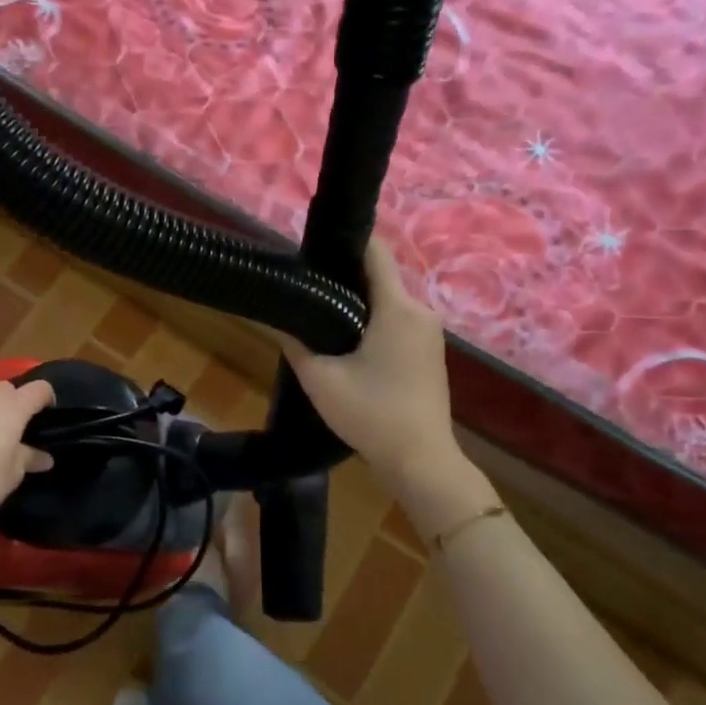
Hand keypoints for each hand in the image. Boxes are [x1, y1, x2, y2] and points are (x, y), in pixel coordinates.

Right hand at [279, 240, 455, 480]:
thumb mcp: (321, 379)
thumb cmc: (372, 414)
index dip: (344, 243)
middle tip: (307, 288)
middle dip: (344, 277)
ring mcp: (430, 332)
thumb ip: (295, 342)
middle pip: (380, 276)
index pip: (375, 252)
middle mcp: (420, 311)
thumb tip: (275, 316)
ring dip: (358, 302)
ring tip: (321, 313)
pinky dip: (374, 321)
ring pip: (388, 300)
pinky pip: (398, 321)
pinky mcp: (430, 351)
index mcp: (397, 308)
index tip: (313, 250)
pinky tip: (348, 341)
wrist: (421, 461)